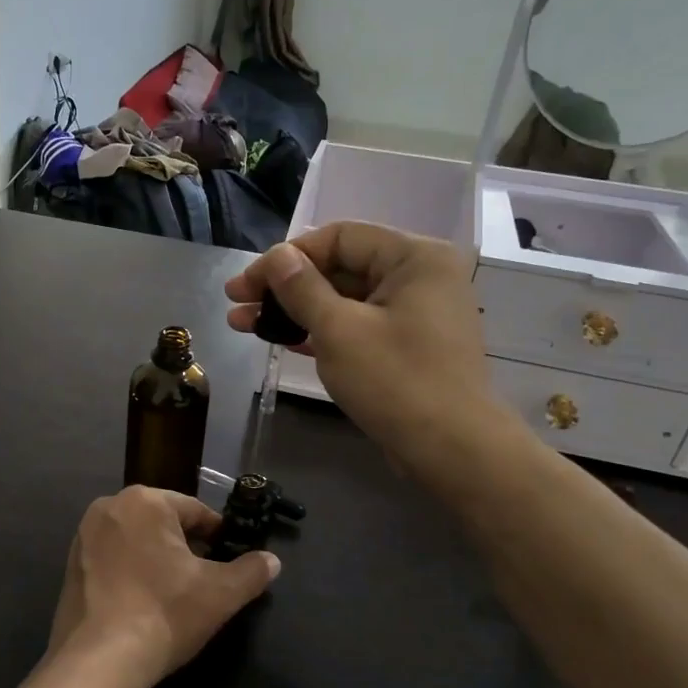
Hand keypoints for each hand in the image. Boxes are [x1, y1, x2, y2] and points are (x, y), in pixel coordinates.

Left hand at [45, 486, 279, 687]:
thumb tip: (272, 561)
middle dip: (185, 546)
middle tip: (205, 578)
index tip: (231, 558)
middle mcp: (108, 508)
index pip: (195, 511)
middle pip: (162, 523)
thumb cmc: (165, 613)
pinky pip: (112, 560)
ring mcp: (83, 537)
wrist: (99, 661)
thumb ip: (251, 572)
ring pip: (136, 541)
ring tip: (175, 593)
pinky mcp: (69, 567)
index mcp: (144, 501)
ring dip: (157, 559)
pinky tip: (144, 602)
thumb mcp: (221, 594)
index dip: (218, 535)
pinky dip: (131, 573)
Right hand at [224, 223, 505, 478]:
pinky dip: (320, 331)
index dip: (286, 257)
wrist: (451, 449)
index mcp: (414, 257)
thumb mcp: (339, 330)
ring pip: (344, 300)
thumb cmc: (396, 381)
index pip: (338, 237)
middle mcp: (419, 276)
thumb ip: (302, 288)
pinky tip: (282, 339)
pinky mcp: (406, 346)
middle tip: (235, 303)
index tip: (245, 284)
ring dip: (295, 311)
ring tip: (244, 324)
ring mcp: (414, 313)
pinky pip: (356, 326)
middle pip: (340, 267)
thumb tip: (276, 256)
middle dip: (284, 286)